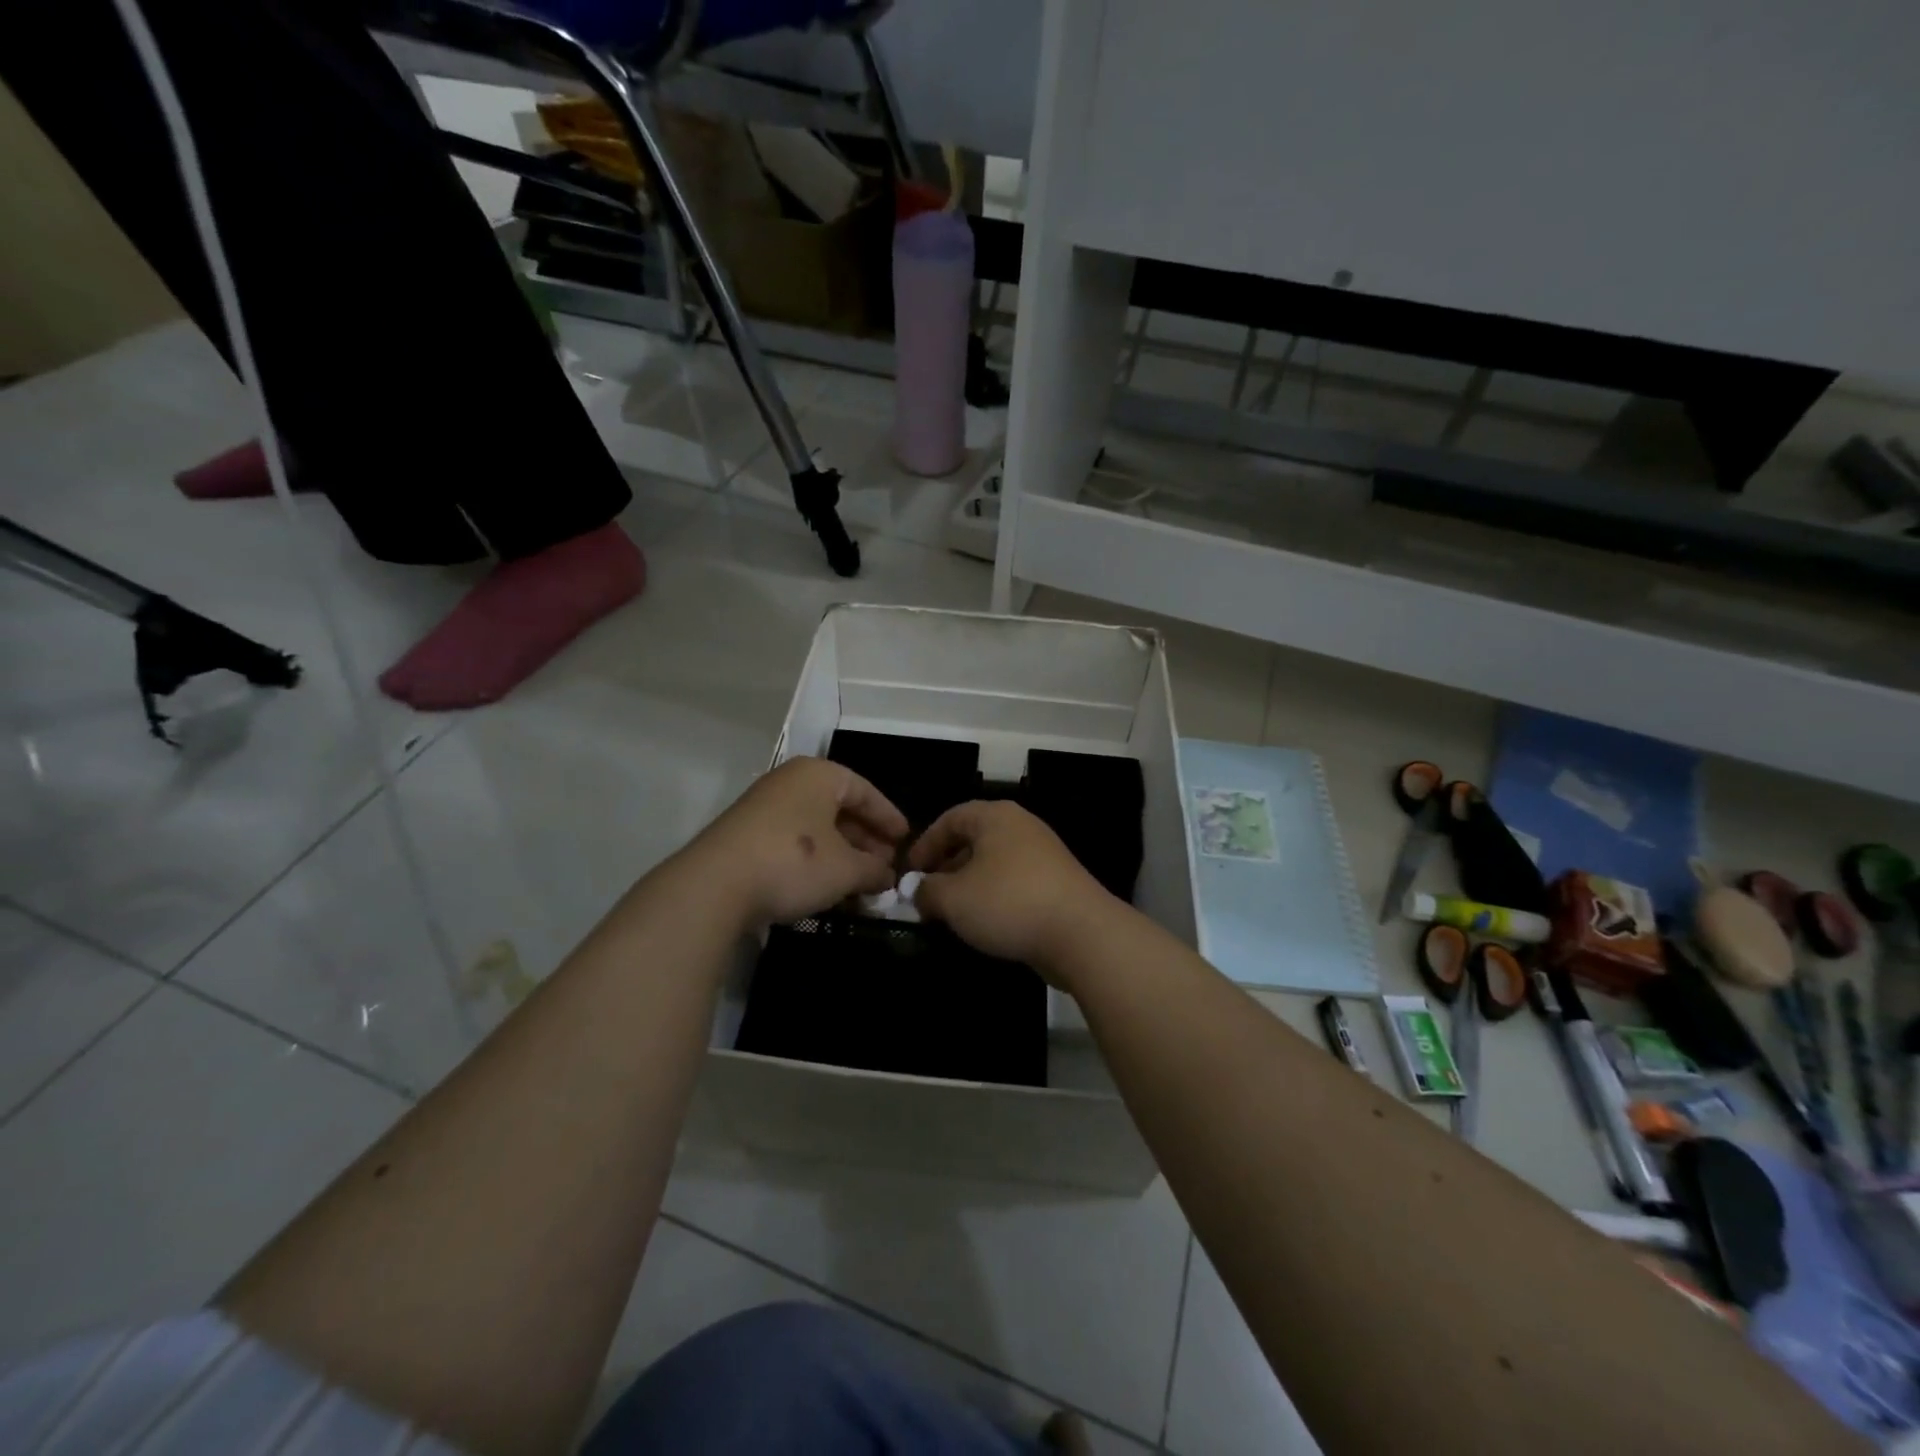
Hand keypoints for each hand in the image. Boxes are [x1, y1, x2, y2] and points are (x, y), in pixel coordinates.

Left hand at [692, 758, 908, 927]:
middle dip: (866, 840)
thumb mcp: (846, 869)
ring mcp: (763, 808)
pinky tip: (827, 887)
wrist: (715, 885)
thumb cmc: (794, 862)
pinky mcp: (745, 835)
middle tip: (886, 866)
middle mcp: (790, 782)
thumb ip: (874, 870)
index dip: (889, 818)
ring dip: (843, 854)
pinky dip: (816, 860)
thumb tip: (889, 878)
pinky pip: (794, 841)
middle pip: (840, 809)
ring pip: (817, 827)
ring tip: (861, 882)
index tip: (907, 841)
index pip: (866, 792)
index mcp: (818, 775)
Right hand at [908, 800, 1115, 975]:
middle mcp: (1021, 826)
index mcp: (995, 816)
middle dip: (946, 866)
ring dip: (969, 885)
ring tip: (952, 913)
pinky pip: (1014, 882)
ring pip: (994, 863)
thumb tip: (918, 892)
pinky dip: (994, 897)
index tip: (909, 873)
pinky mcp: (1057, 883)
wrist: (1081, 934)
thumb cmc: (1008, 903)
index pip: (950, 818)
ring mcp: (1043, 854)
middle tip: (927, 895)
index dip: (925, 844)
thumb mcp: (952, 898)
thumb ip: (927, 892)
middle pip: (973, 839)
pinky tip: (985, 924)